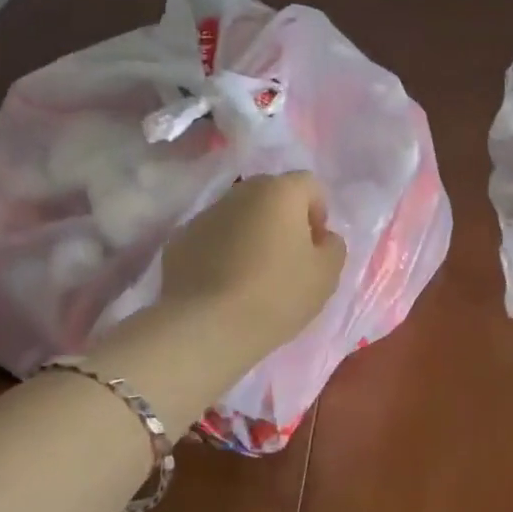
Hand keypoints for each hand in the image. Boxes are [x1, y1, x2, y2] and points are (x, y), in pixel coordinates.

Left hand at [157, 173, 346, 355]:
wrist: (204, 326)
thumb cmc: (275, 294)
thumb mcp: (326, 275)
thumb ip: (333, 246)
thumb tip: (322, 237)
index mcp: (279, 191)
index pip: (310, 185)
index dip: (319, 213)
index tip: (315, 247)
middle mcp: (241, 192)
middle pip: (271, 196)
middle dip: (284, 220)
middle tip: (288, 260)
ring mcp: (205, 214)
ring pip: (239, 216)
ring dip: (251, 235)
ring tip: (253, 276)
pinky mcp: (179, 240)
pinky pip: (212, 238)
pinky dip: (222, 252)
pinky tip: (224, 286)